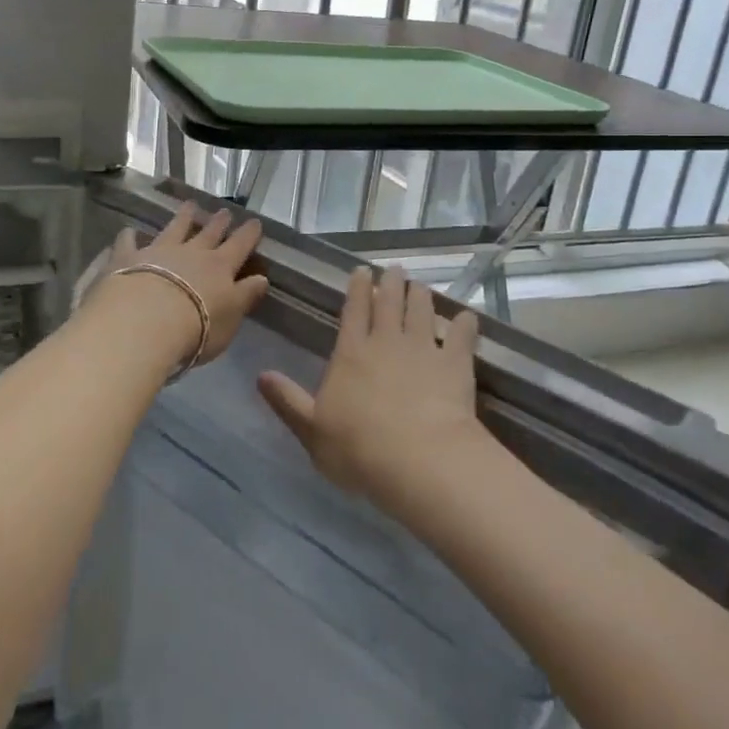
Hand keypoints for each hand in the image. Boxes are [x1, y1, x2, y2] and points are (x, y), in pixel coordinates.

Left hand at [96, 204, 270, 366]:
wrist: (146, 322)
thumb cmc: (197, 327)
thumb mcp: (231, 317)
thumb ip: (246, 296)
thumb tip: (262, 279)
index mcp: (220, 267)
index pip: (239, 246)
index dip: (248, 234)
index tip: (255, 222)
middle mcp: (191, 253)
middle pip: (208, 233)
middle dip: (218, 222)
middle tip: (225, 211)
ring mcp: (159, 252)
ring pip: (174, 228)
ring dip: (183, 217)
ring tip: (189, 205)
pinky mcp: (128, 258)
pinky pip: (128, 243)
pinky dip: (129, 236)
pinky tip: (128, 231)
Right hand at [257, 264, 483, 506]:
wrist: (418, 459)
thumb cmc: (357, 448)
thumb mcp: (311, 430)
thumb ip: (288, 401)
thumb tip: (261, 376)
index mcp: (351, 353)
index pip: (354, 311)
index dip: (358, 289)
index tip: (363, 271)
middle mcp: (387, 342)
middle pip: (390, 303)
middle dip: (391, 284)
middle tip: (395, 270)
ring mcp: (424, 349)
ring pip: (422, 311)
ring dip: (421, 295)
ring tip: (421, 285)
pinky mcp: (455, 364)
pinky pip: (461, 336)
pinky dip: (464, 324)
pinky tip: (467, 317)